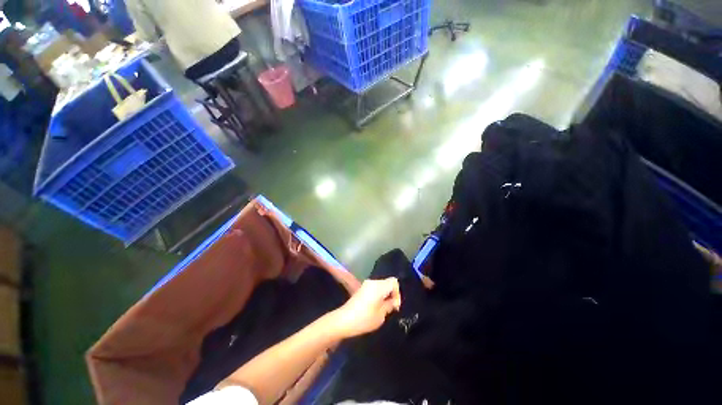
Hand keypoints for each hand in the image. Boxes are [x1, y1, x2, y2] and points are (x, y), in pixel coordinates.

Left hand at [328, 278, 401, 338]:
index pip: (394, 282)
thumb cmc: (364, 319)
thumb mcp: (381, 315)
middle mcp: (373, 282)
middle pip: (387, 283)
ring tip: (383, 309)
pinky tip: (375, 307)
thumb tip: (394, 301)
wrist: (343, 320)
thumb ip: (389, 305)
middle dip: (391, 294)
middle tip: (391, 308)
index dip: (397, 293)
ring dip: (385, 295)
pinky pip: (375, 288)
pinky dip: (378, 295)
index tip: (395, 306)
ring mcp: (366, 284)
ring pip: (381, 285)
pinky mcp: (361, 289)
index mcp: (379, 286)